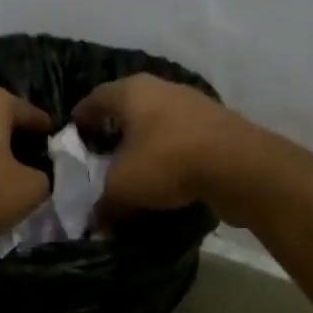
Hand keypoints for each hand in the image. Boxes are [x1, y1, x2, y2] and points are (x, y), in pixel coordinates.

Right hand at [72, 74, 259, 219]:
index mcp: (133, 91)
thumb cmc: (167, 162)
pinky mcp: (220, 127)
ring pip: (160, 121)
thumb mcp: (123, 188)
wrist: (239, 166)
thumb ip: (105, 204)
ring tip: (135, 165)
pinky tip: (168, 175)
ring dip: (147, 141)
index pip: (97, 97)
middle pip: (131, 106)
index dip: (83, 114)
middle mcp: (163, 89)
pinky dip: (172, 153)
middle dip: (117, 127)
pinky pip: (184, 139)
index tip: (74, 130)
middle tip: (102, 149)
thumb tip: (98, 223)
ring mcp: (196, 105)